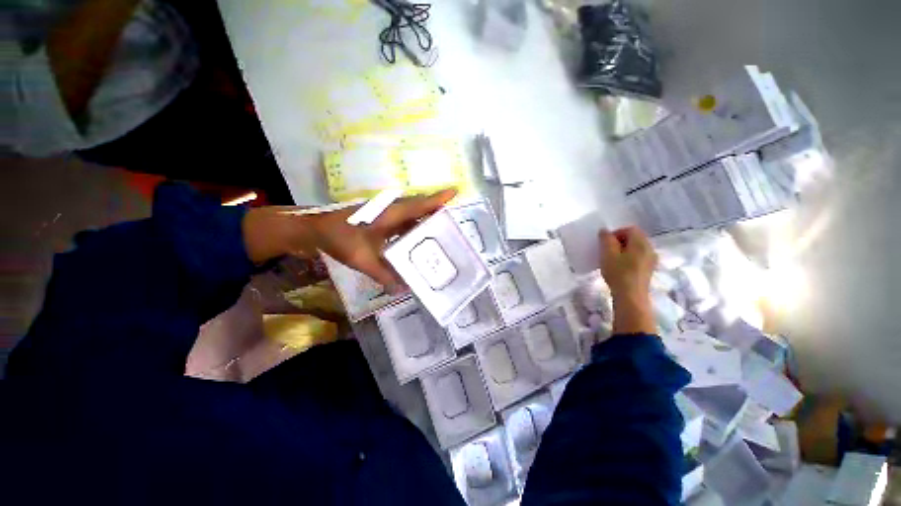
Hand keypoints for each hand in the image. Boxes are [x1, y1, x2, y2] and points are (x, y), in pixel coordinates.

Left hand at [243, 190, 457, 292]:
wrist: (314, 228)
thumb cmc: (338, 237)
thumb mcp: (361, 258)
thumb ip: (383, 274)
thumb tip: (403, 289)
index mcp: (390, 214)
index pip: (419, 205)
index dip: (438, 198)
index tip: (456, 192)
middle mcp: (391, 210)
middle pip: (420, 208)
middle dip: (438, 212)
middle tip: (455, 224)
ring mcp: (386, 214)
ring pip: (412, 215)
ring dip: (427, 221)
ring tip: (442, 233)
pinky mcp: (382, 220)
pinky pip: (404, 222)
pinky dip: (414, 229)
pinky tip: (418, 241)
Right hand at [599, 227, 657, 334]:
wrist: (631, 297)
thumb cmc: (618, 273)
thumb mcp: (607, 254)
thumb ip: (606, 239)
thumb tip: (605, 231)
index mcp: (641, 242)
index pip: (630, 229)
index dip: (616, 233)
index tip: (605, 244)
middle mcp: (650, 248)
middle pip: (634, 238)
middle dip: (619, 242)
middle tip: (607, 252)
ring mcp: (651, 260)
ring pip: (636, 249)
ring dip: (623, 251)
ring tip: (611, 261)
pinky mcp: (649, 270)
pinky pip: (638, 258)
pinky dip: (628, 259)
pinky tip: (620, 269)